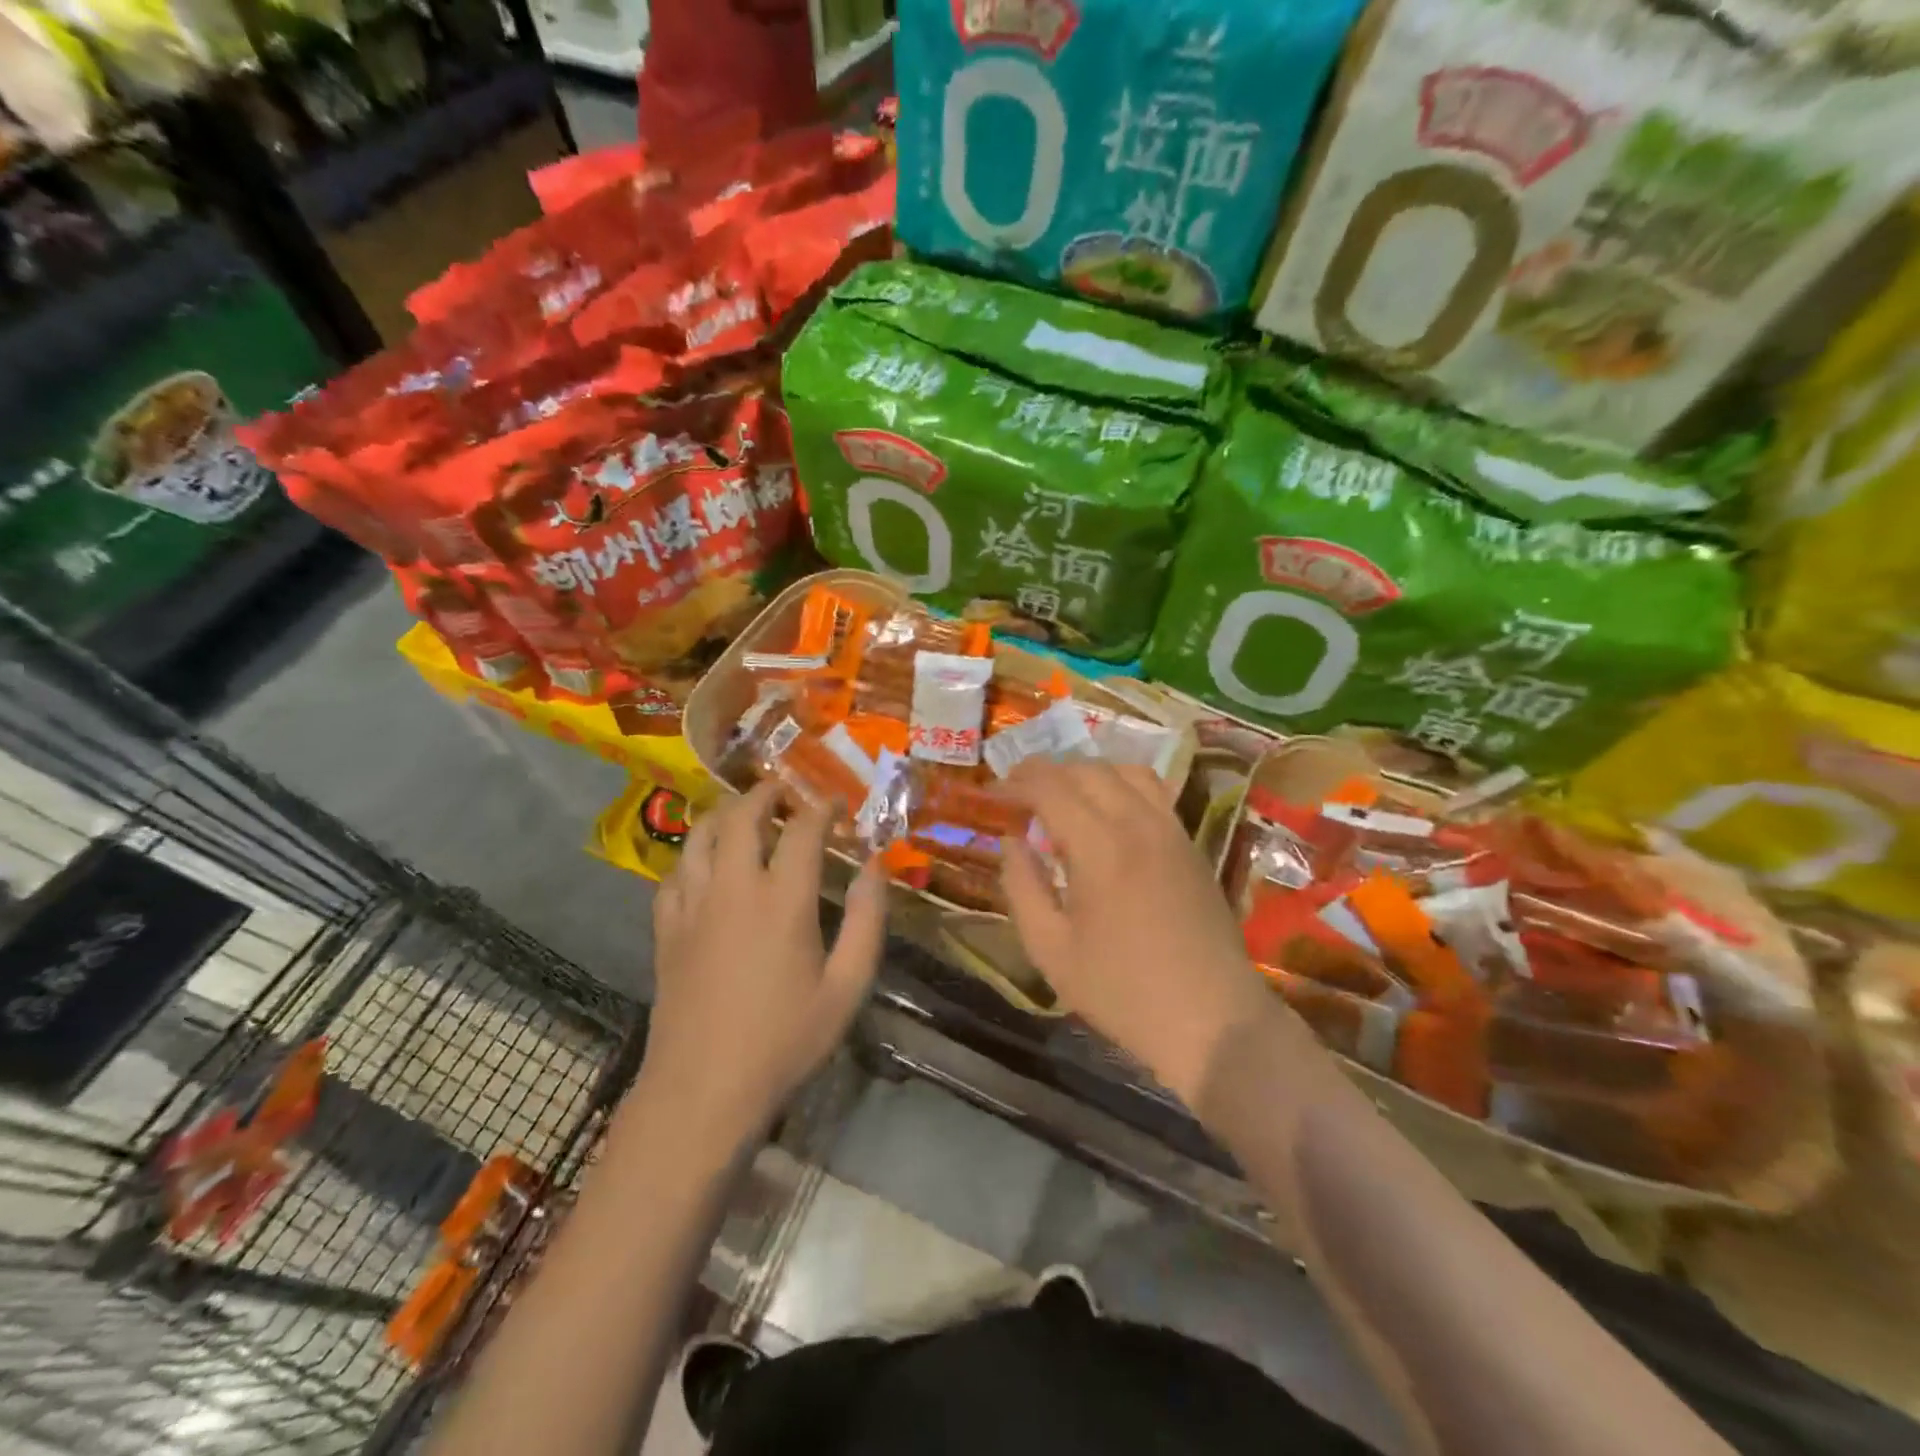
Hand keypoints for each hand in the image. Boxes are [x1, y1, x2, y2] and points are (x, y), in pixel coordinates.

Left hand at [644, 783, 886, 1146]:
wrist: (703, 1090)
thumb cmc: (785, 1040)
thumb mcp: (847, 987)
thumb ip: (866, 920)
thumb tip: (876, 865)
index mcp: (782, 900)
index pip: (802, 830)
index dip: (821, 808)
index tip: (836, 803)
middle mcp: (733, 888)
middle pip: (741, 816)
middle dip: (765, 794)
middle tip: (785, 793)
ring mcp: (692, 906)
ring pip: (699, 835)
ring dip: (723, 814)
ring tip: (743, 813)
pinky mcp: (666, 929)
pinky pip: (674, 873)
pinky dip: (693, 855)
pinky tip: (705, 865)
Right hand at [1000, 761, 1275, 1106]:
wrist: (1212, 1020)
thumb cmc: (1122, 992)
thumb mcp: (1050, 949)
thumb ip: (1022, 886)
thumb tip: (1012, 841)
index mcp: (1100, 847)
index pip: (1051, 787)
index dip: (1016, 782)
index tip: (992, 793)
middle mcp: (1138, 823)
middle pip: (1087, 769)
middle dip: (1046, 771)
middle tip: (1018, 792)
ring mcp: (1171, 830)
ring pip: (1125, 770)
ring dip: (1085, 772)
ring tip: (1061, 795)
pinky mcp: (1190, 843)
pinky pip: (1153, 790)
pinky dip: (1120, 784)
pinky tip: (1106, 812)